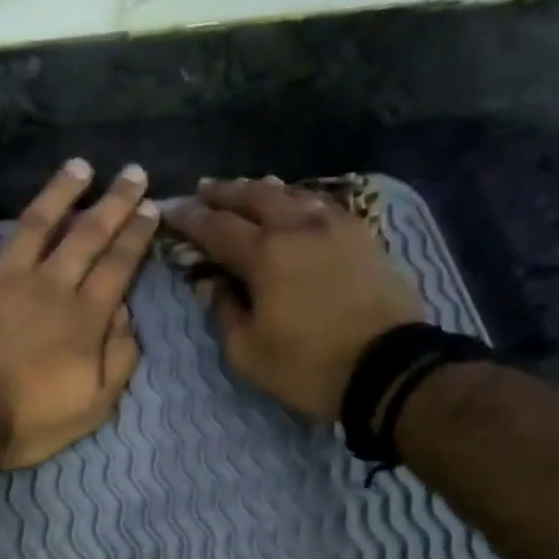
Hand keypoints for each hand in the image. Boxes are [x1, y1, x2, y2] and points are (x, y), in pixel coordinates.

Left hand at [0, 160, 155, 469]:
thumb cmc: (27, 421)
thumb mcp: (93, 406)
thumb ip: (117, 359)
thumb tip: (126, 314)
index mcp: (81, 317)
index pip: (118, 267)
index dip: (137, 236)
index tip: (152, 207)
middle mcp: (44, 286)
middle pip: (84, 236)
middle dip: (113, 203)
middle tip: (132, 172)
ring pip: (30, 224)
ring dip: (55, 193)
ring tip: (75, 166)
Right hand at [166, 177, 424, 419]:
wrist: (388, 367)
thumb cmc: (308, 366)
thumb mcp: (248, 353)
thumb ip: (224, 312)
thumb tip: (212, 284)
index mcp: (265, 254)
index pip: (216, 227)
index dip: (190, 218)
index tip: (170, 210)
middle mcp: (298, 226)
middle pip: (254, 196)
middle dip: (224, 192)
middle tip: (204, 191)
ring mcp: (336, 226)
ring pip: (291, 194)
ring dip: (261, 191)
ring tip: (245, 193)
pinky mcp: (362, 235)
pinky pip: (321, 205)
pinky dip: (297, 202)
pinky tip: (293, 208)